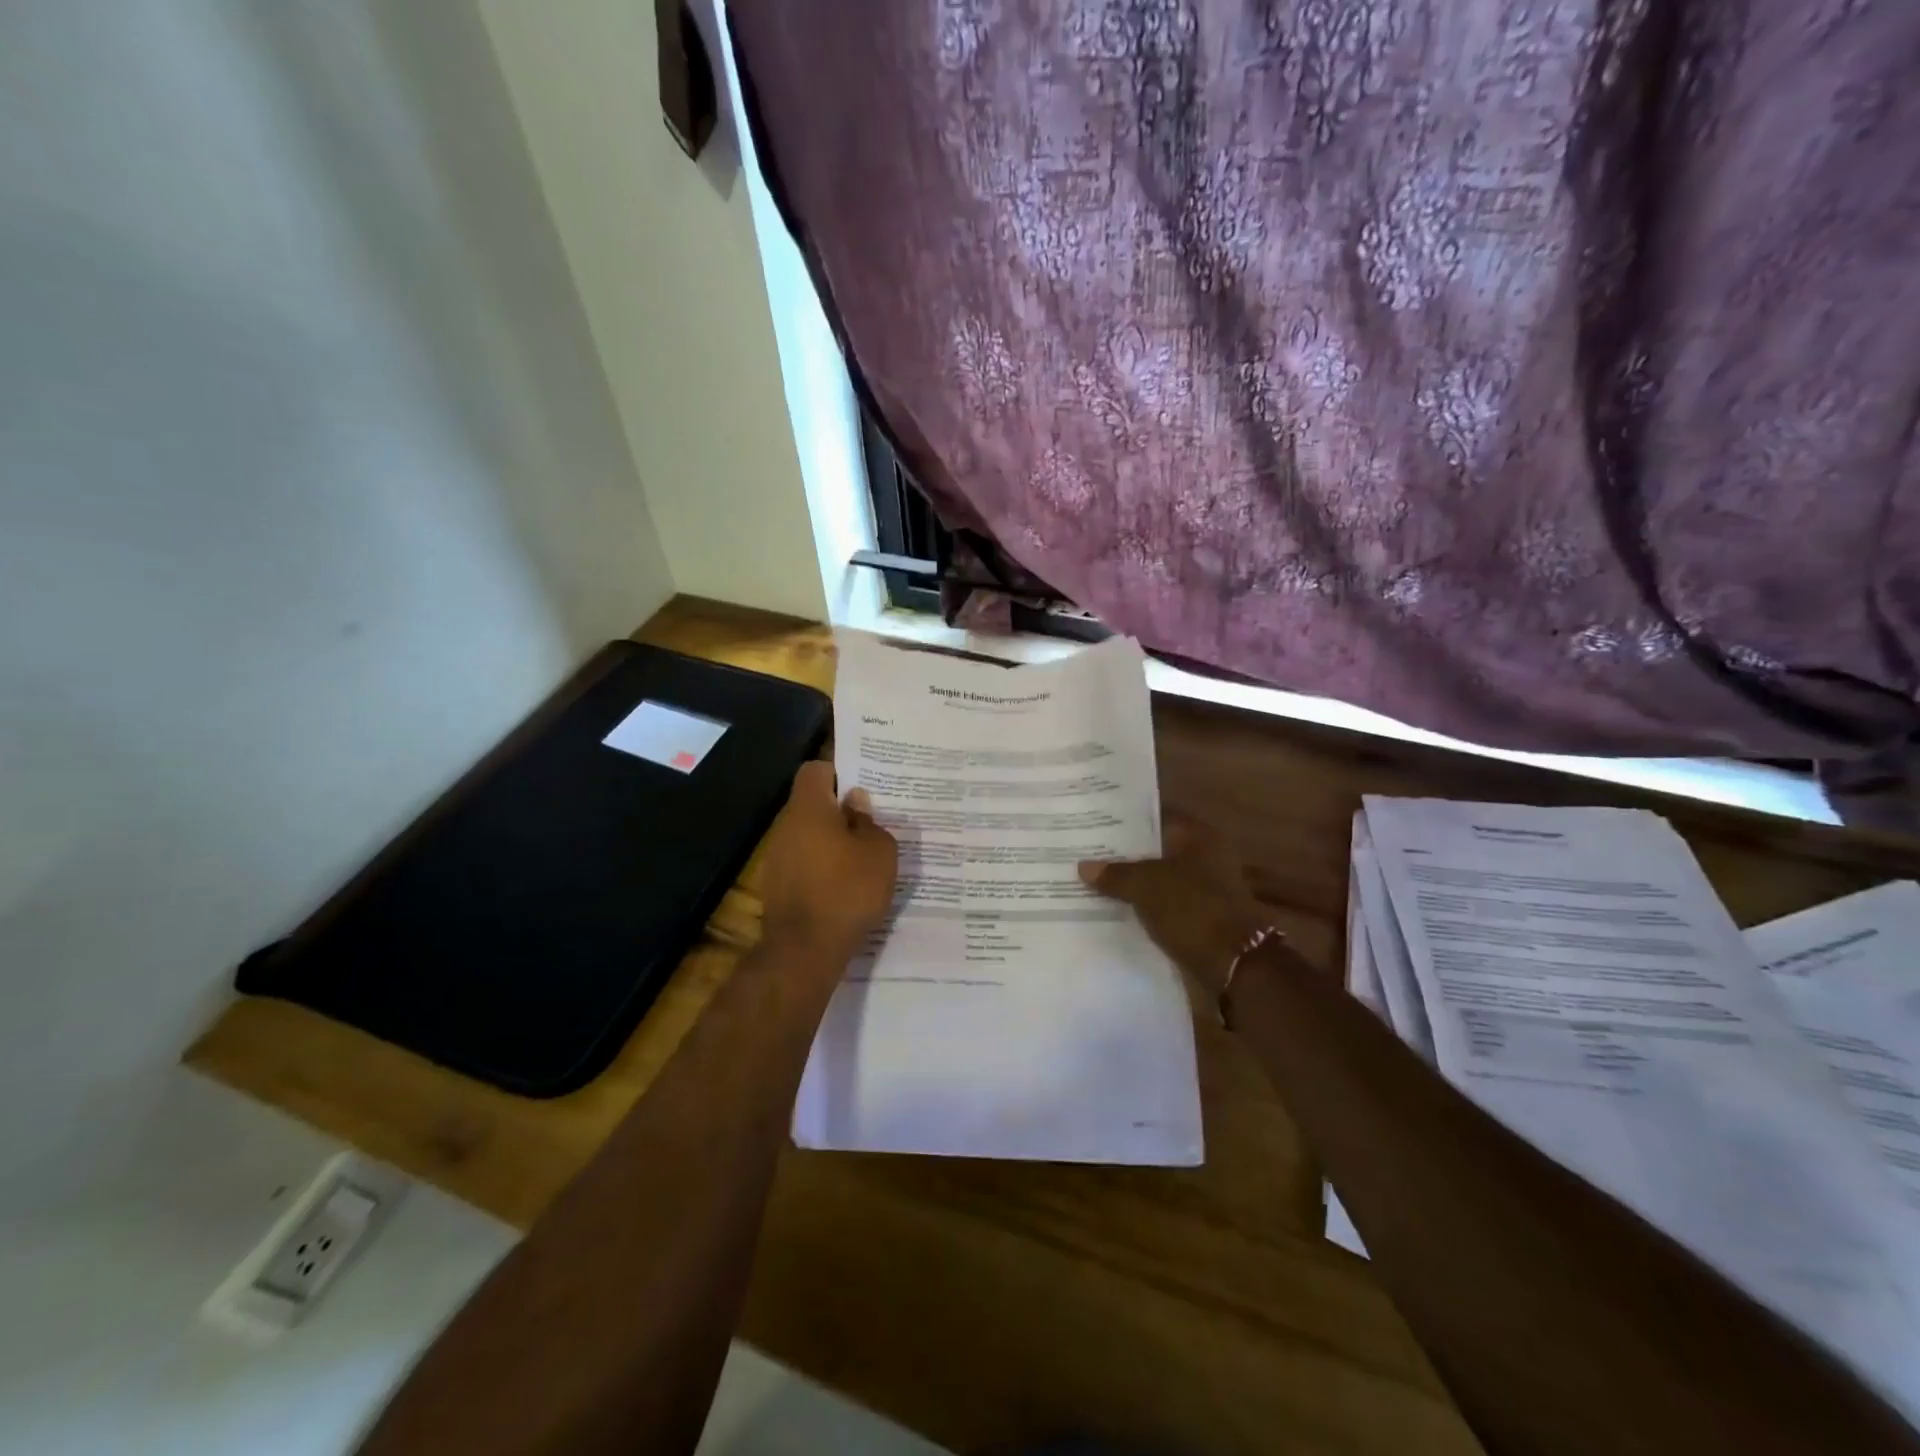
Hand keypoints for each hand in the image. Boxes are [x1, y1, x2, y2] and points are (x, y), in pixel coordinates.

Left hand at [759, 761, 897, 965]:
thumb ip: (870, 822)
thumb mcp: (879, 853)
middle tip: (872, 822)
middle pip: (812, 804)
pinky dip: (822, 867)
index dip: (838, 772)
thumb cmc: (847, 890)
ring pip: (808, 835)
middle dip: (840, 810)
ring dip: (831, 841)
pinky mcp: (777, 886)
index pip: (815, 770)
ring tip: (862, 857)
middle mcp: (786, 826)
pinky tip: (845, 885)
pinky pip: (804, 863)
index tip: (862, 786)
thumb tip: (856, 802)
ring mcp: (777, 857)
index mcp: (809, 809)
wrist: (805, 950)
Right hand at [1079, 816, 1267, 995]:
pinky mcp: (1200, 915)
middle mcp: (1205, 856)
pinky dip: (1143, 904)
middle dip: (1123, 853)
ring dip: (1131, 881)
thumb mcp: (1146, 887)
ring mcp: (1204, 888)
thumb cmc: (1193, 911)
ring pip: (1158, 877)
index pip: (1155, 816)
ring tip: (1092, 879)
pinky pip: (1163, 902)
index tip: (1094, 822)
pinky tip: (1113, 907)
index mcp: (1198, 836)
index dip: (1125, 819)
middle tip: (1085, 851)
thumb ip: (1115, 874)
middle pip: (1156, 848)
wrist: (1235, 965)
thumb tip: (1084, 866)